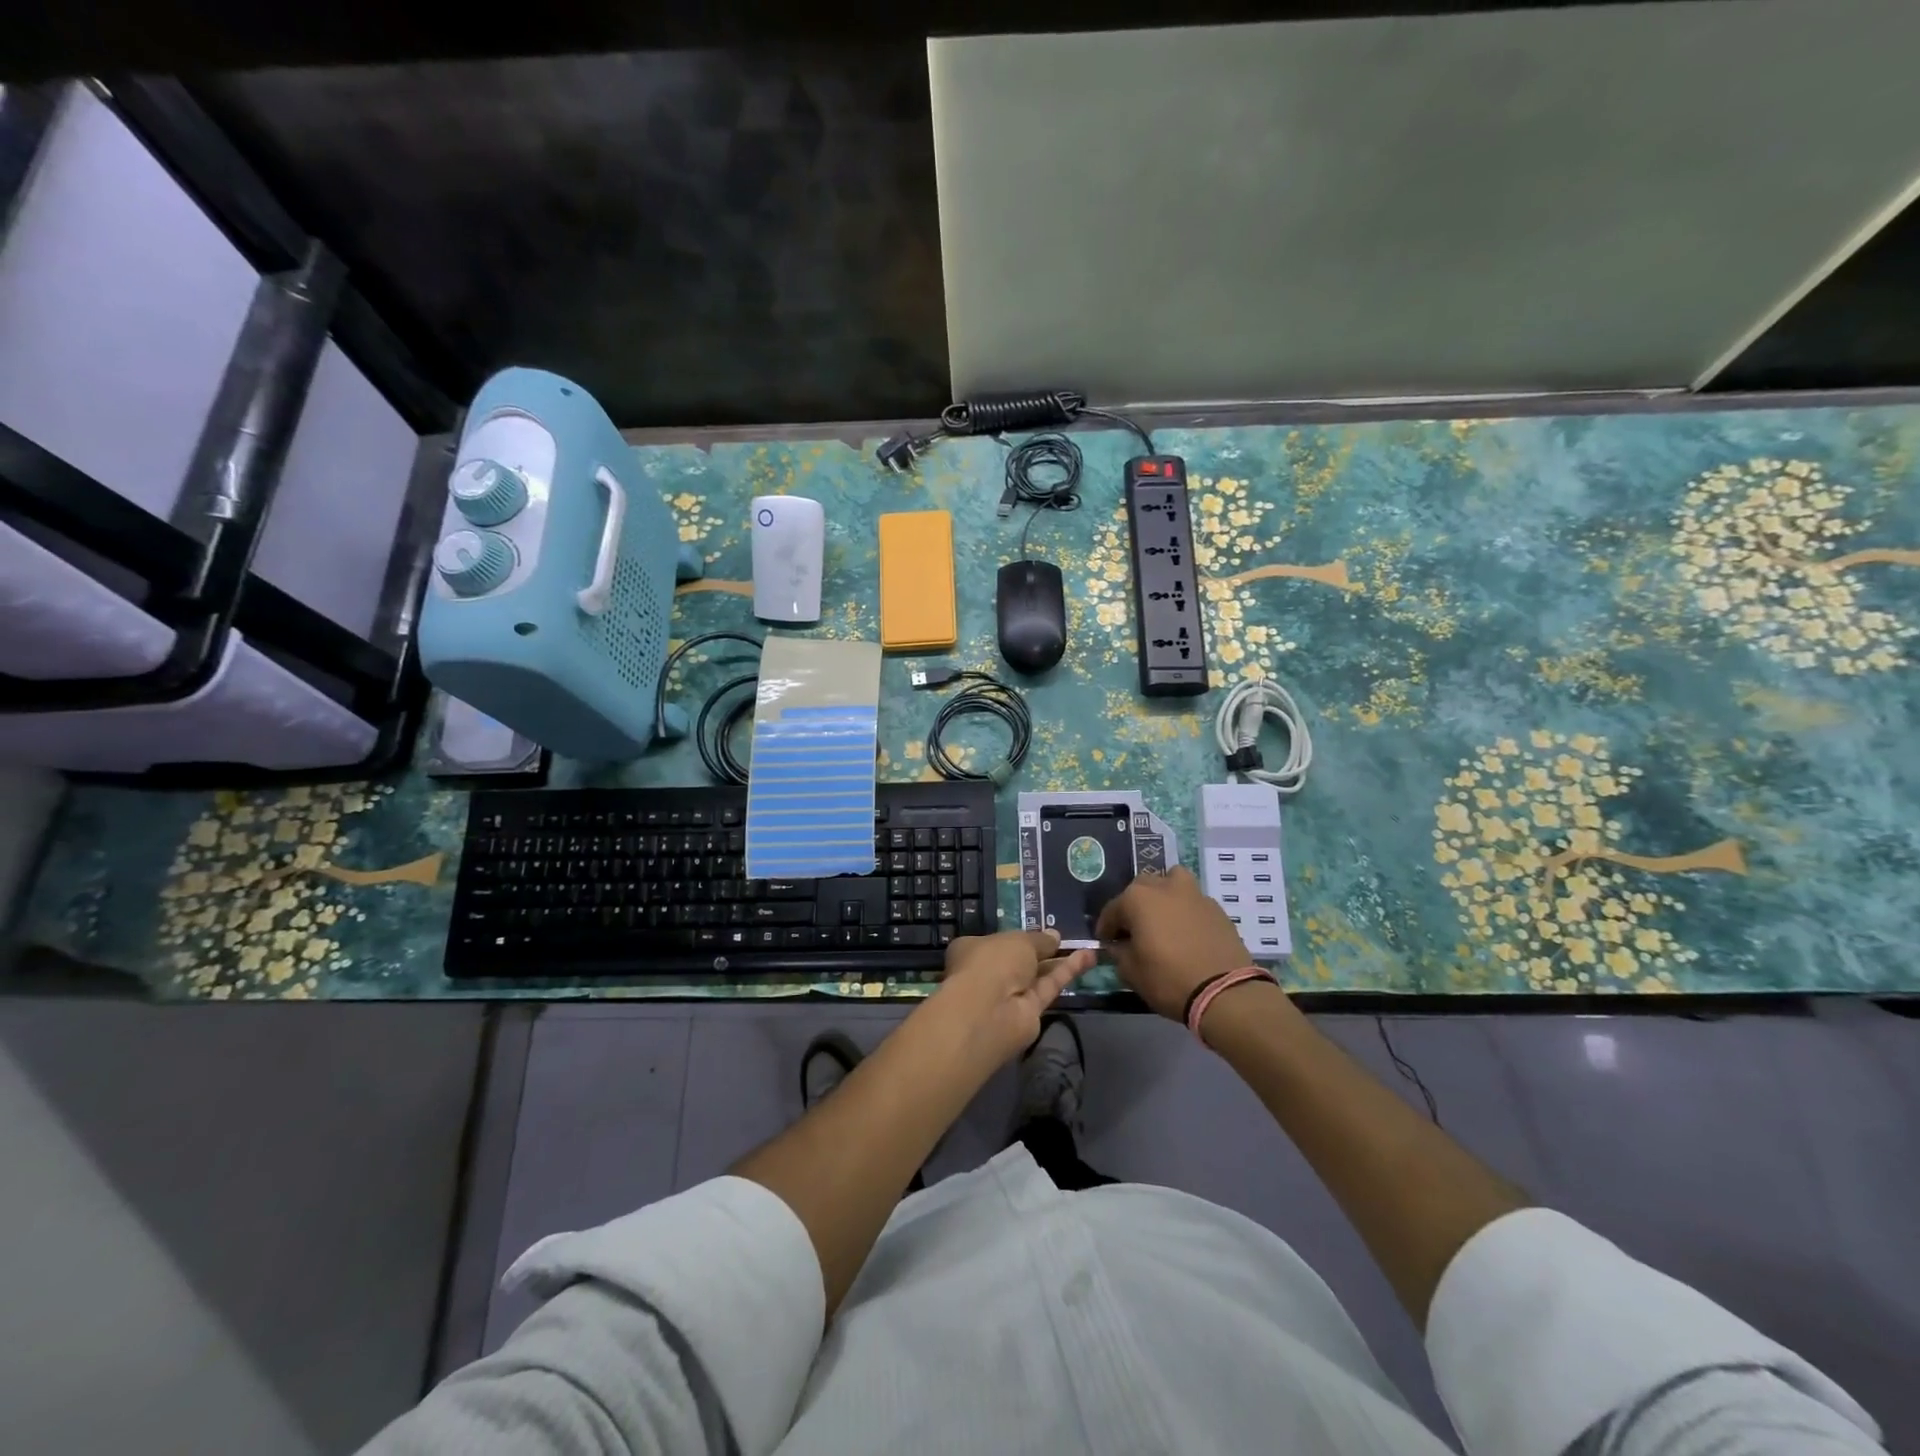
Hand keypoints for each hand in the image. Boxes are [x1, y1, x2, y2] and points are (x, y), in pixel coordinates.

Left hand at [925, 930, 1095, 1068]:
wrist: (990, 1011)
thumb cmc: (993, 962)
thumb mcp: (1020, 940)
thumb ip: (1039, 940)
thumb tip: (1054, 936)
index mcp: (973, 950)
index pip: (996, 941)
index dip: (1018, 937)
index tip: (1040, 932)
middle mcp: (989, 972)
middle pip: (1019, 960)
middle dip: (1042, 951)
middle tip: (1064, 939)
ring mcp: (1009, 995)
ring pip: (1037, 975)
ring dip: (1060, 962)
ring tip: (1086, 947)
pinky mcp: (1029, 1013)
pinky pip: (1049, 987)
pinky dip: (1067, 973)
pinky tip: (1088, 958)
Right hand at [1095, 866, 1255, 1020]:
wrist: (1224, 992)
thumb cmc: (1168, 979)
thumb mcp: (1131, 972)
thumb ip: (1119, 953)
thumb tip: (1119, 946)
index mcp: (1137, 899)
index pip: (1112, 910)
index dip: (1106, 928)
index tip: (1106, 943)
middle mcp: (1164, 887)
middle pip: (1141, 889)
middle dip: (1133, 907)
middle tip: (1134, 931)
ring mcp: (1194, 894)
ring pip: (1171, 882)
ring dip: (1163, 896)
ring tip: (1163, 919)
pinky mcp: (1216, 908)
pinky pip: (1192, 901)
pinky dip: (1185, 911)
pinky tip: (1186, 933)